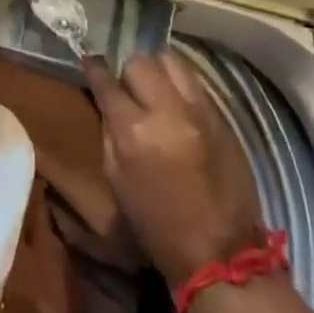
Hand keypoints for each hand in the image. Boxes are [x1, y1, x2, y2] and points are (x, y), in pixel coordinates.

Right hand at [85, 49, 263, 288]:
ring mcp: (201, 111)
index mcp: (135, 131)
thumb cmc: (155, 222)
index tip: (90, 61)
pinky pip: (195, 82)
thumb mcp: (116, 176)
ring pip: (172, 60)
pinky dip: (180, 84)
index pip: (107, 81)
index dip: (95, 68)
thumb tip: (109, 100)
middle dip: (129, 69)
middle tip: (127, 85)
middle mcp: (169, 111)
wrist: (220, 252)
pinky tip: (176, 102)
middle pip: (142, 61)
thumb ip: (111, 130)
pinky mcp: (224, 117)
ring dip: (157, 69)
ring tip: (154, 87)